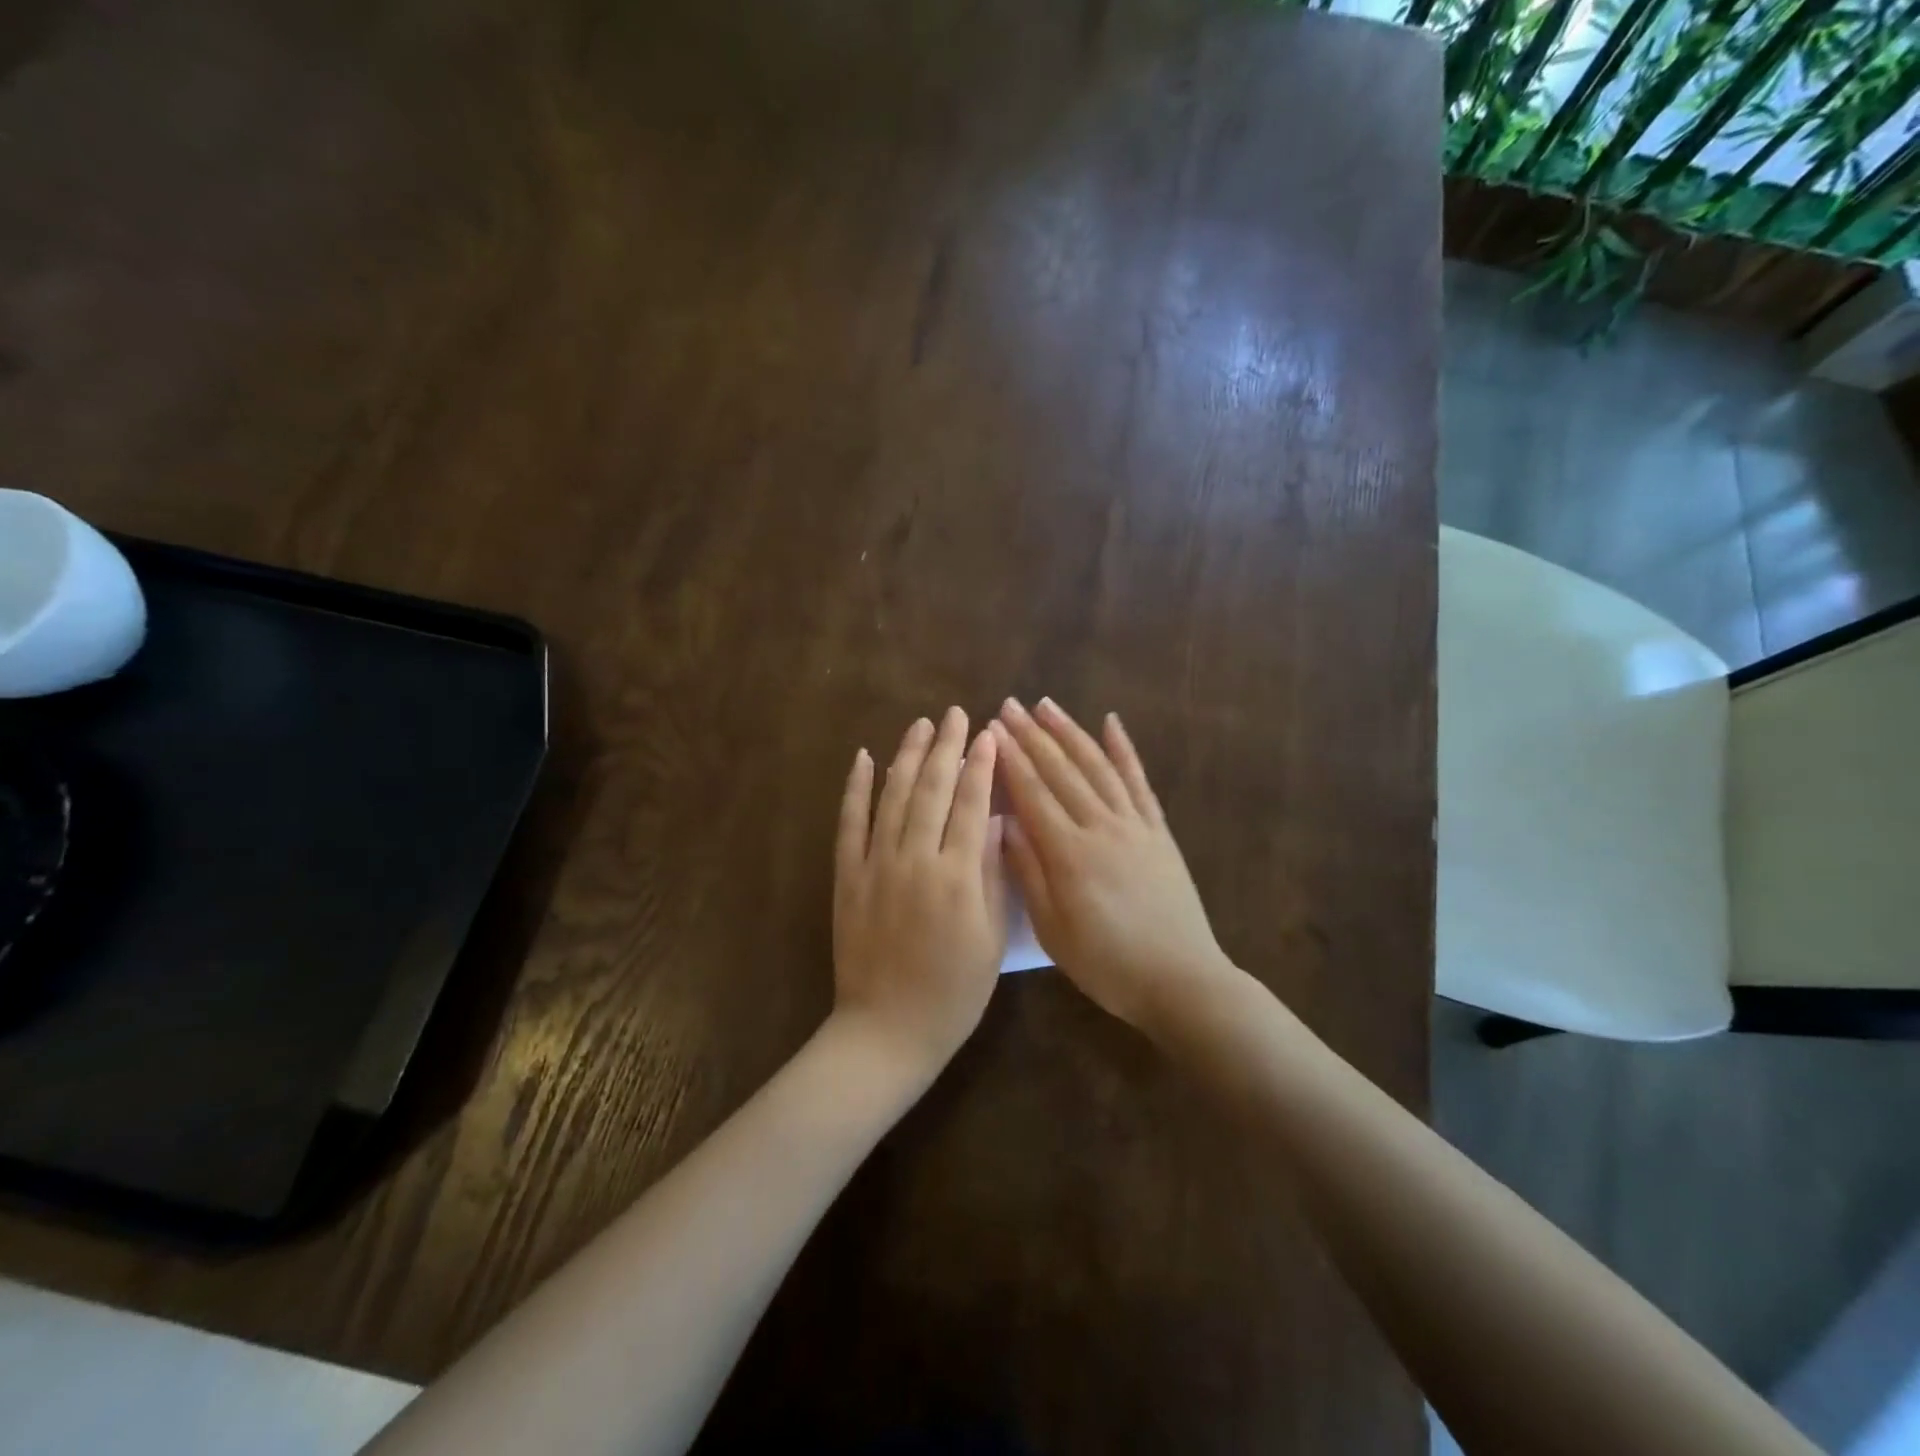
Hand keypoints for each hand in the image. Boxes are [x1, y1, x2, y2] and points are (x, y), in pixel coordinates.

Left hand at [832, 708, 1007, 1075]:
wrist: (887, 1029)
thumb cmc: (953, 992)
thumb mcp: (991, 938)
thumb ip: (994, 876)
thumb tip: (998, 823)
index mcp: (957, 877)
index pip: (972, 805)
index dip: (982, 765)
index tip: (990, 733)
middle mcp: (915, 860)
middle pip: (933, 790)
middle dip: (948, 747)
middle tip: (956, 714)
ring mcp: (875, 865)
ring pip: (893, 796)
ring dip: (907, 756)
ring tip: (921, 725)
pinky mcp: (846, 877)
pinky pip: (849, 823)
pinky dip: (856, 788)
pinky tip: (864, 758)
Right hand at [992, 698, 1234, 1031]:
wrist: (1181, 980)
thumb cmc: (1107, 964)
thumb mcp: (1054, 931)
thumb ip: (1028, 873)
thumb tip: (1004, 823)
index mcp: (1069, 853)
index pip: (1032, 793)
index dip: (1009, 759)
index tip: (990, 729)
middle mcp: (1101, 826)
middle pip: (1061, 771)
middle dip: (1032, 735)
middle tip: (1009, 705)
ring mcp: (1134, 824)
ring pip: (1097, 766)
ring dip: (1070, 732)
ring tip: (1046, 705)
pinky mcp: (1158, 830)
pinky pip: (1139, 782)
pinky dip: (1124, 750)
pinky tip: (1112, 723)